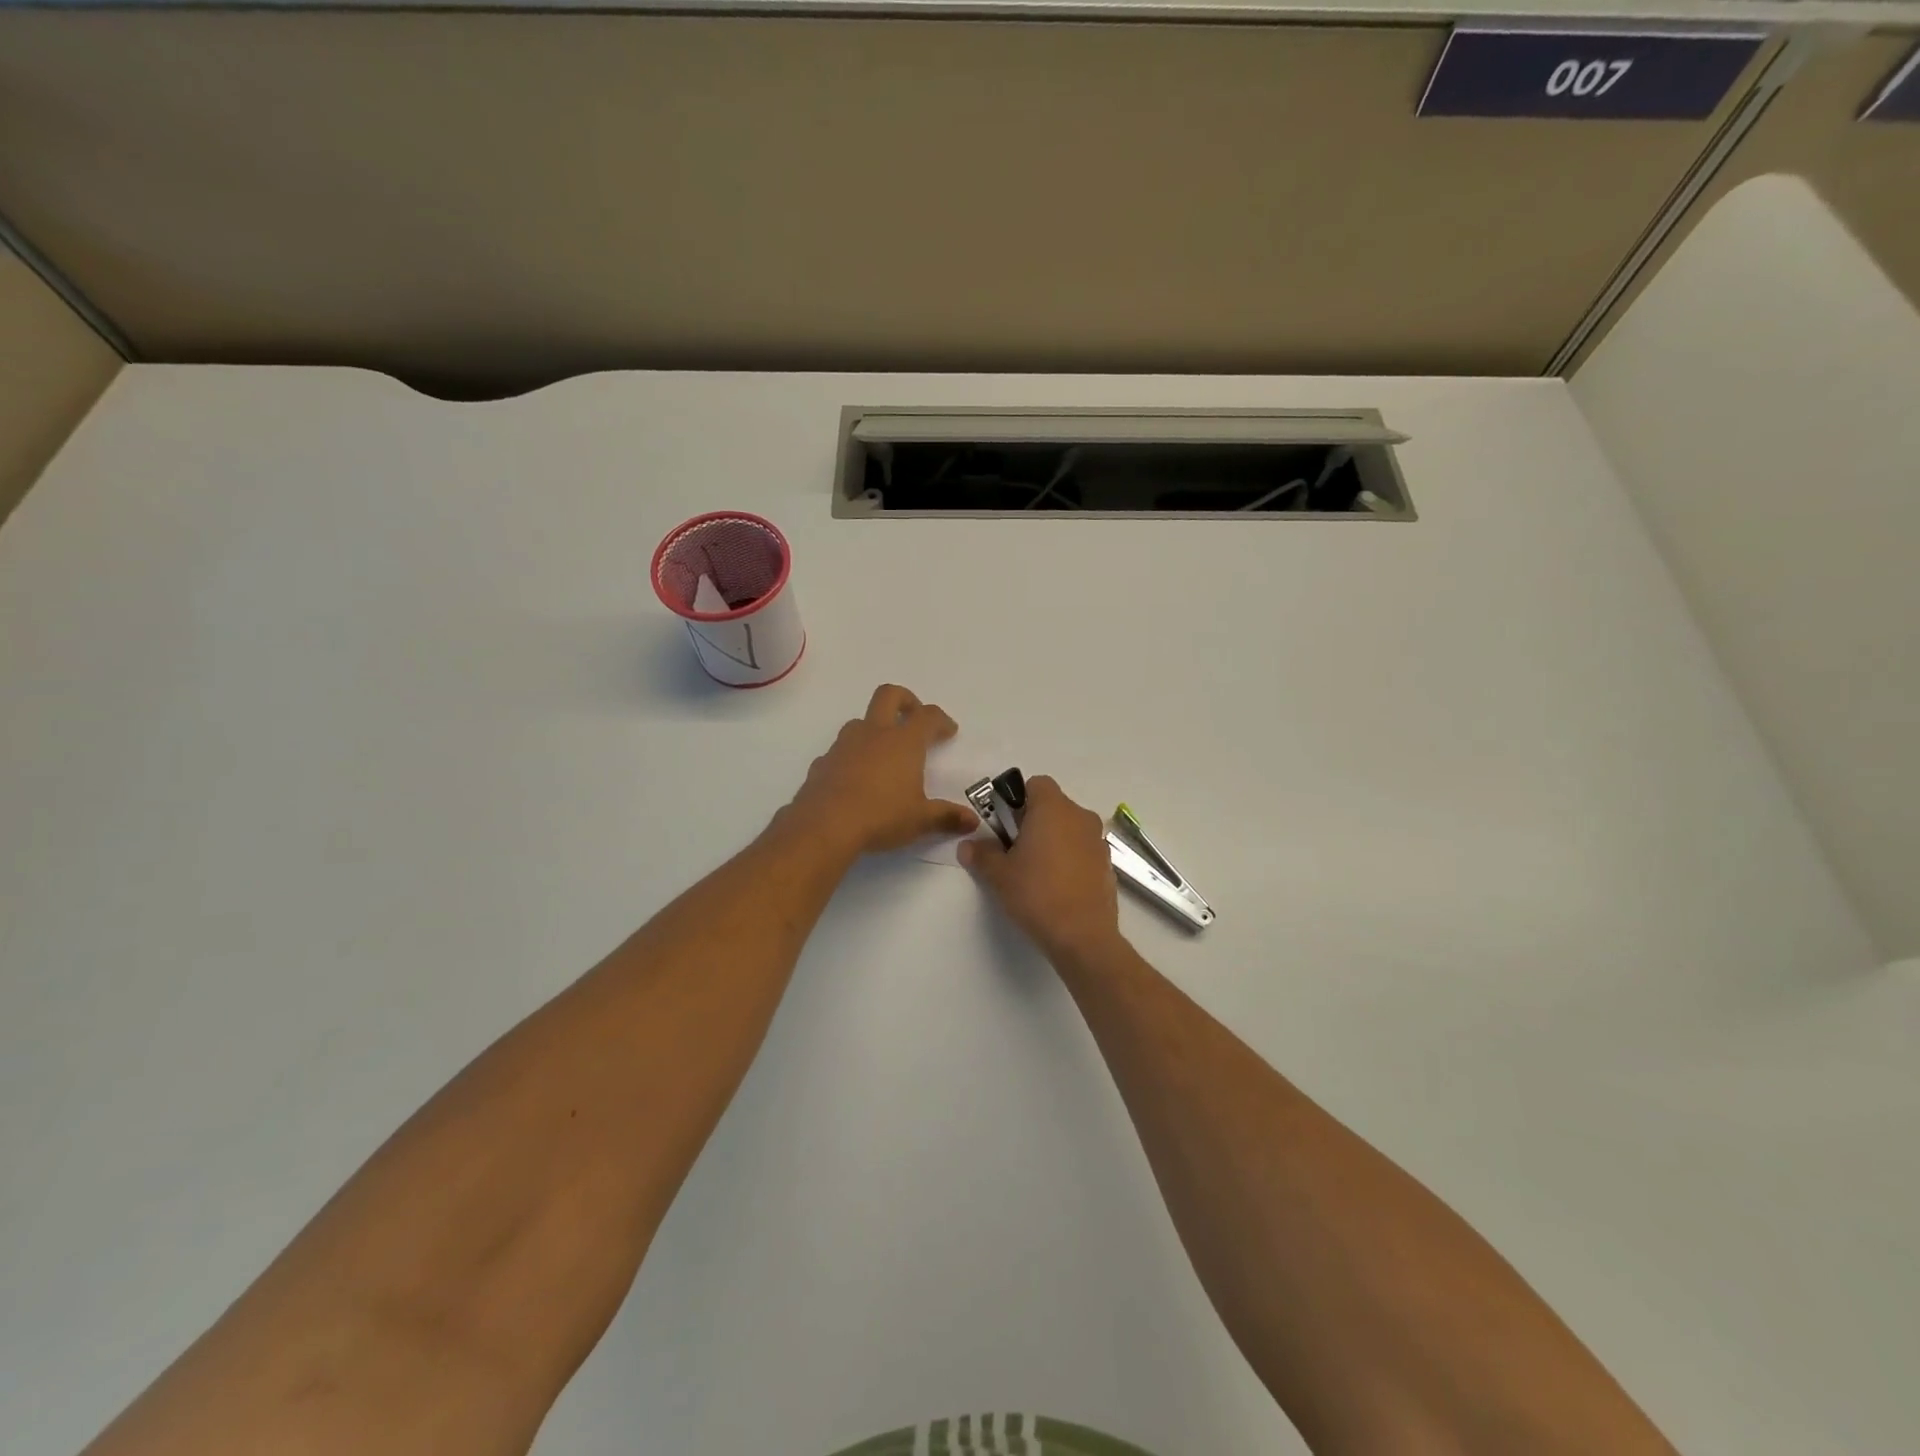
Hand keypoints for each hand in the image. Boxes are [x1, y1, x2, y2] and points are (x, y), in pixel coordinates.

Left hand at [788, 685, 979, 855]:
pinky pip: (840, 750)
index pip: (928, 716)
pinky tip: (856, 780)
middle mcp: (874, 734)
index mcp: (904, 742)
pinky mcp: (823, 762)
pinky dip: (852, 757)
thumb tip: (972, 821)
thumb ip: (947, 817)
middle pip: (889, 695)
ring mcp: (844, 745)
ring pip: (861, 722)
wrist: (825, 825)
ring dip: (875, 729)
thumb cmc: (881, 816)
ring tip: (884, 754)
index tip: (948, 732)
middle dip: (906, 700)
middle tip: (914, 718)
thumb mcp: (920, 820)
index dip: (941, 720)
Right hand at [960, 775, 1121, 962]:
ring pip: (1070, 827)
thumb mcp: (999, 875)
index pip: (1036, 783)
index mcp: (1053, 808)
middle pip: (1053, 805)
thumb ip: (982, 855)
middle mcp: (1080, 816)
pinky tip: (1057, 885)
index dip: (1018, 799)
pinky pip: (1083, 849)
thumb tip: (968, 846)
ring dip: (1053, 839)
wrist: (1083, 936)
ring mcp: (1098, 840)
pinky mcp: (1107, 864)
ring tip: (1036, 870)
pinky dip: (1070, 857)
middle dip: (1034, 820)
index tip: (1006, 825)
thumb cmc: (1036, 894)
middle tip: (1015, 849)